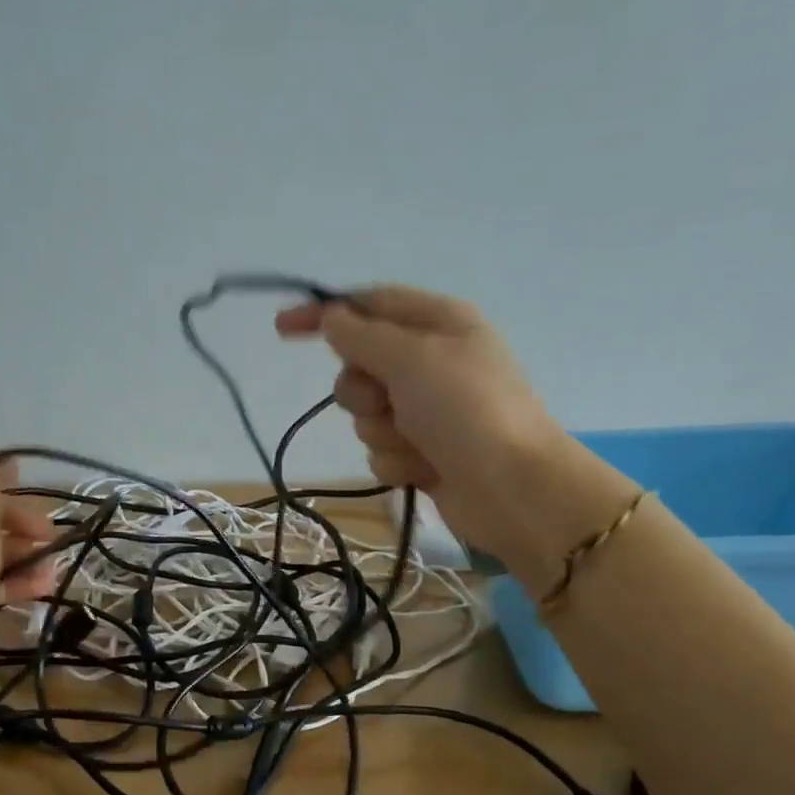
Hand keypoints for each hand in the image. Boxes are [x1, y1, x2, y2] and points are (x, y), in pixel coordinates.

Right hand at [275, 286, 564, 554]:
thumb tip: (332, 318)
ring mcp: (427, 411)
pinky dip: (397, 460)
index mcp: (438, 323)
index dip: (324, 314)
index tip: (282, 329)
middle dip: (362, 390)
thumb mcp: (411, 358)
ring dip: (382, 431)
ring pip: (366, 414)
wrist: (512, 489)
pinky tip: (424, 469)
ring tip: (418, 442)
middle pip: (360, 366)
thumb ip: (362, 335)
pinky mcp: (423, 452)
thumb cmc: (466, 410)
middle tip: (388, 402)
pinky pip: (381, 450)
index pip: (368, 306)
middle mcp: (431, 363)